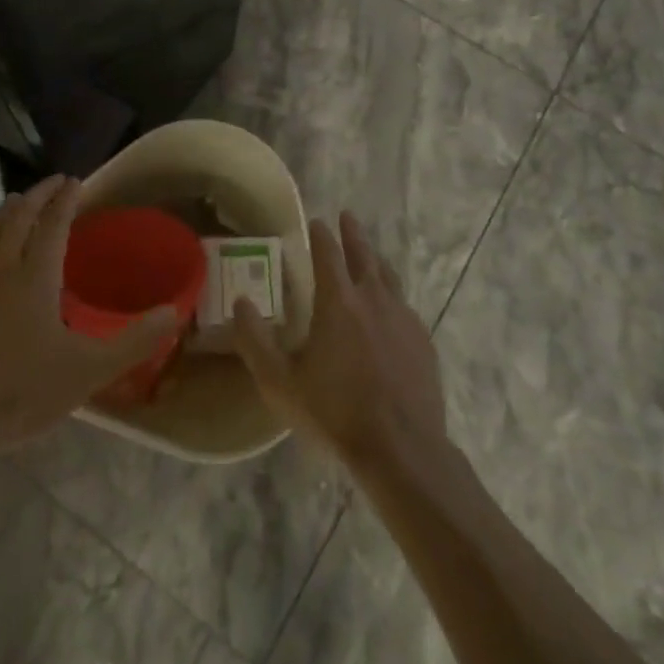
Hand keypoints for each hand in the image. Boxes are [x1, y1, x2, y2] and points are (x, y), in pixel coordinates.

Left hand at [0, 176, 176, 454]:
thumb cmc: (23, 392)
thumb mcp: (89, 370)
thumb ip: (133, 341)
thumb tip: (173, 312)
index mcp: (35, 277)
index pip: (53, 224)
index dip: (65, 200)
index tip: (75, 181)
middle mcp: (1, 270)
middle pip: (18, 218)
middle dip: (37, 194)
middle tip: (53, 182)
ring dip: (8, 211)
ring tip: (18, 201)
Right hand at [232, 212, 446, 470]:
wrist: (401, 448)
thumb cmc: (335, 412)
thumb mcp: (280, 382)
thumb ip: (255, 340)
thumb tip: (241, 301)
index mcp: (338, 302)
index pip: (328, 254)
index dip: (321, 235)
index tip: (317, 221)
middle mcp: (373, 298)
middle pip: (363, 255)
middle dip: (353, 233)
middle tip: (347, 216)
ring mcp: (403, 317)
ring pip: (388, 276)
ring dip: (375, 260)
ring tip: (370, 254)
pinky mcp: (422, 340)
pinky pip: (404, 305)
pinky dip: (392, 295)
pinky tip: (390, 308)